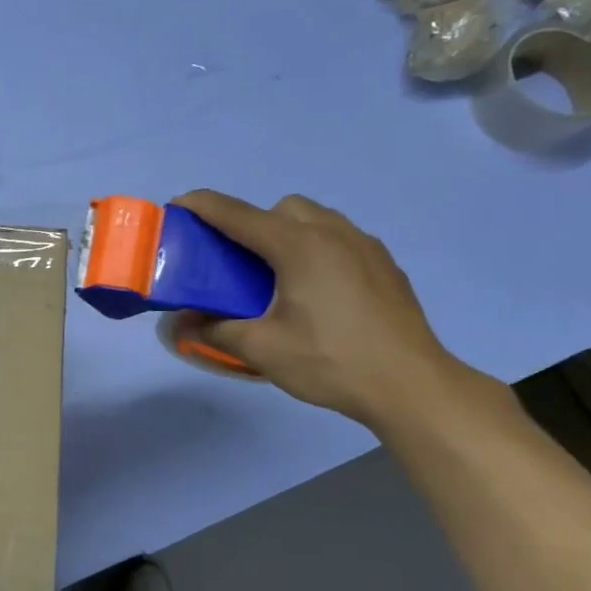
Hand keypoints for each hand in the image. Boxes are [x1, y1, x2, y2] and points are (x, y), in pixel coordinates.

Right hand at [173, 189, 472, 428]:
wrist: (411, 385)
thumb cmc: (331, 362)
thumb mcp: (263, 349)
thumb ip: (216, 329)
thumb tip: (181, 323)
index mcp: (299, 246)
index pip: (239, 215)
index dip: (204, 206)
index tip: (179, 205)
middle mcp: (333, 232)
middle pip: (282, 209)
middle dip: (254, 223)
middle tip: (239, 263)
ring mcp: (365, 245)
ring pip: (316, 219)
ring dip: (288, 233)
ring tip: (278, 277)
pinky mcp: (384, 264)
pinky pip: (341, 239)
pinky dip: (318, 249)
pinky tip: (318, 291)